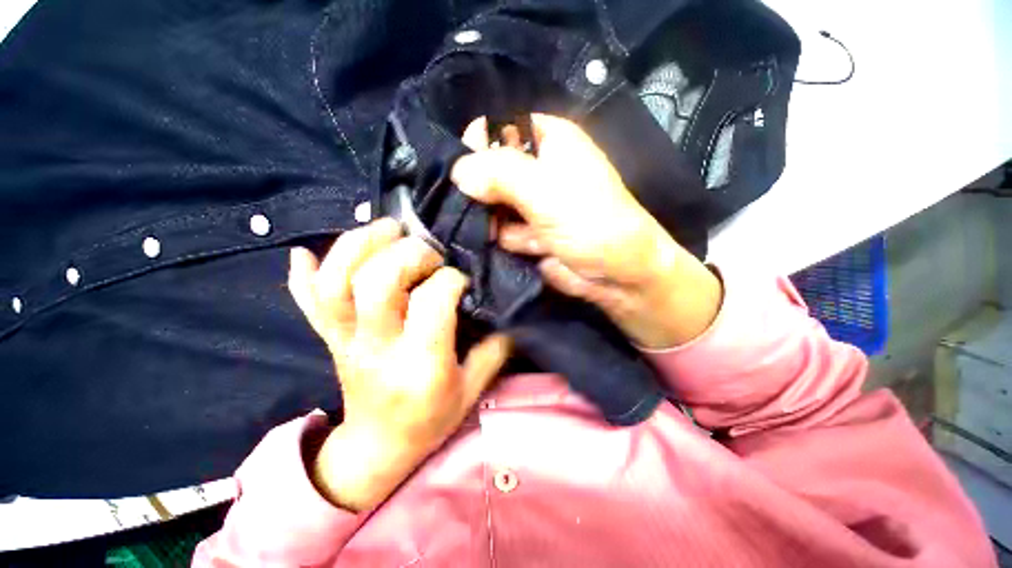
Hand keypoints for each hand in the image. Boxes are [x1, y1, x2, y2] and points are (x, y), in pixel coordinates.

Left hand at [288, 219, 509, 511]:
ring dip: (357, 246)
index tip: (461, 279)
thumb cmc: (429, 420)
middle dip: (406, 254)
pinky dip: (302, 274)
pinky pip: (306, 303)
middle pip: (376, 284)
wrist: (378, 448)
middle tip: (428, 252)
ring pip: (335, 283)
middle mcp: (378, 347)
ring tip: (386, 228)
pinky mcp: (329, 340)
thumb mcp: (471, 390)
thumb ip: (493, 350)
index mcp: (420, 363)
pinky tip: (304, 253)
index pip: (431, 302)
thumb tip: (508, 316)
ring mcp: (345, 341)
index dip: (450, 279)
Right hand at [451, 114, 721, 348]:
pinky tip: (515, 246)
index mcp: (548, 141)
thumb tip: (458, 170)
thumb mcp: (547, 192)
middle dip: (479, 189)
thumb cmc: (591, 223)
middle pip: (490, 168)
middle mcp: (536, 169)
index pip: (499, 128)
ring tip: (506, 231)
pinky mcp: (526, 232)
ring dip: (490, 219)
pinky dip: (501, 238)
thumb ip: (501, 175)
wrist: (616, 276)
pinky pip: (499, 229)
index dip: (478, 144)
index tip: (464, 170)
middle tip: (475, 207)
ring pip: (491, 202)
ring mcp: (530, 204)